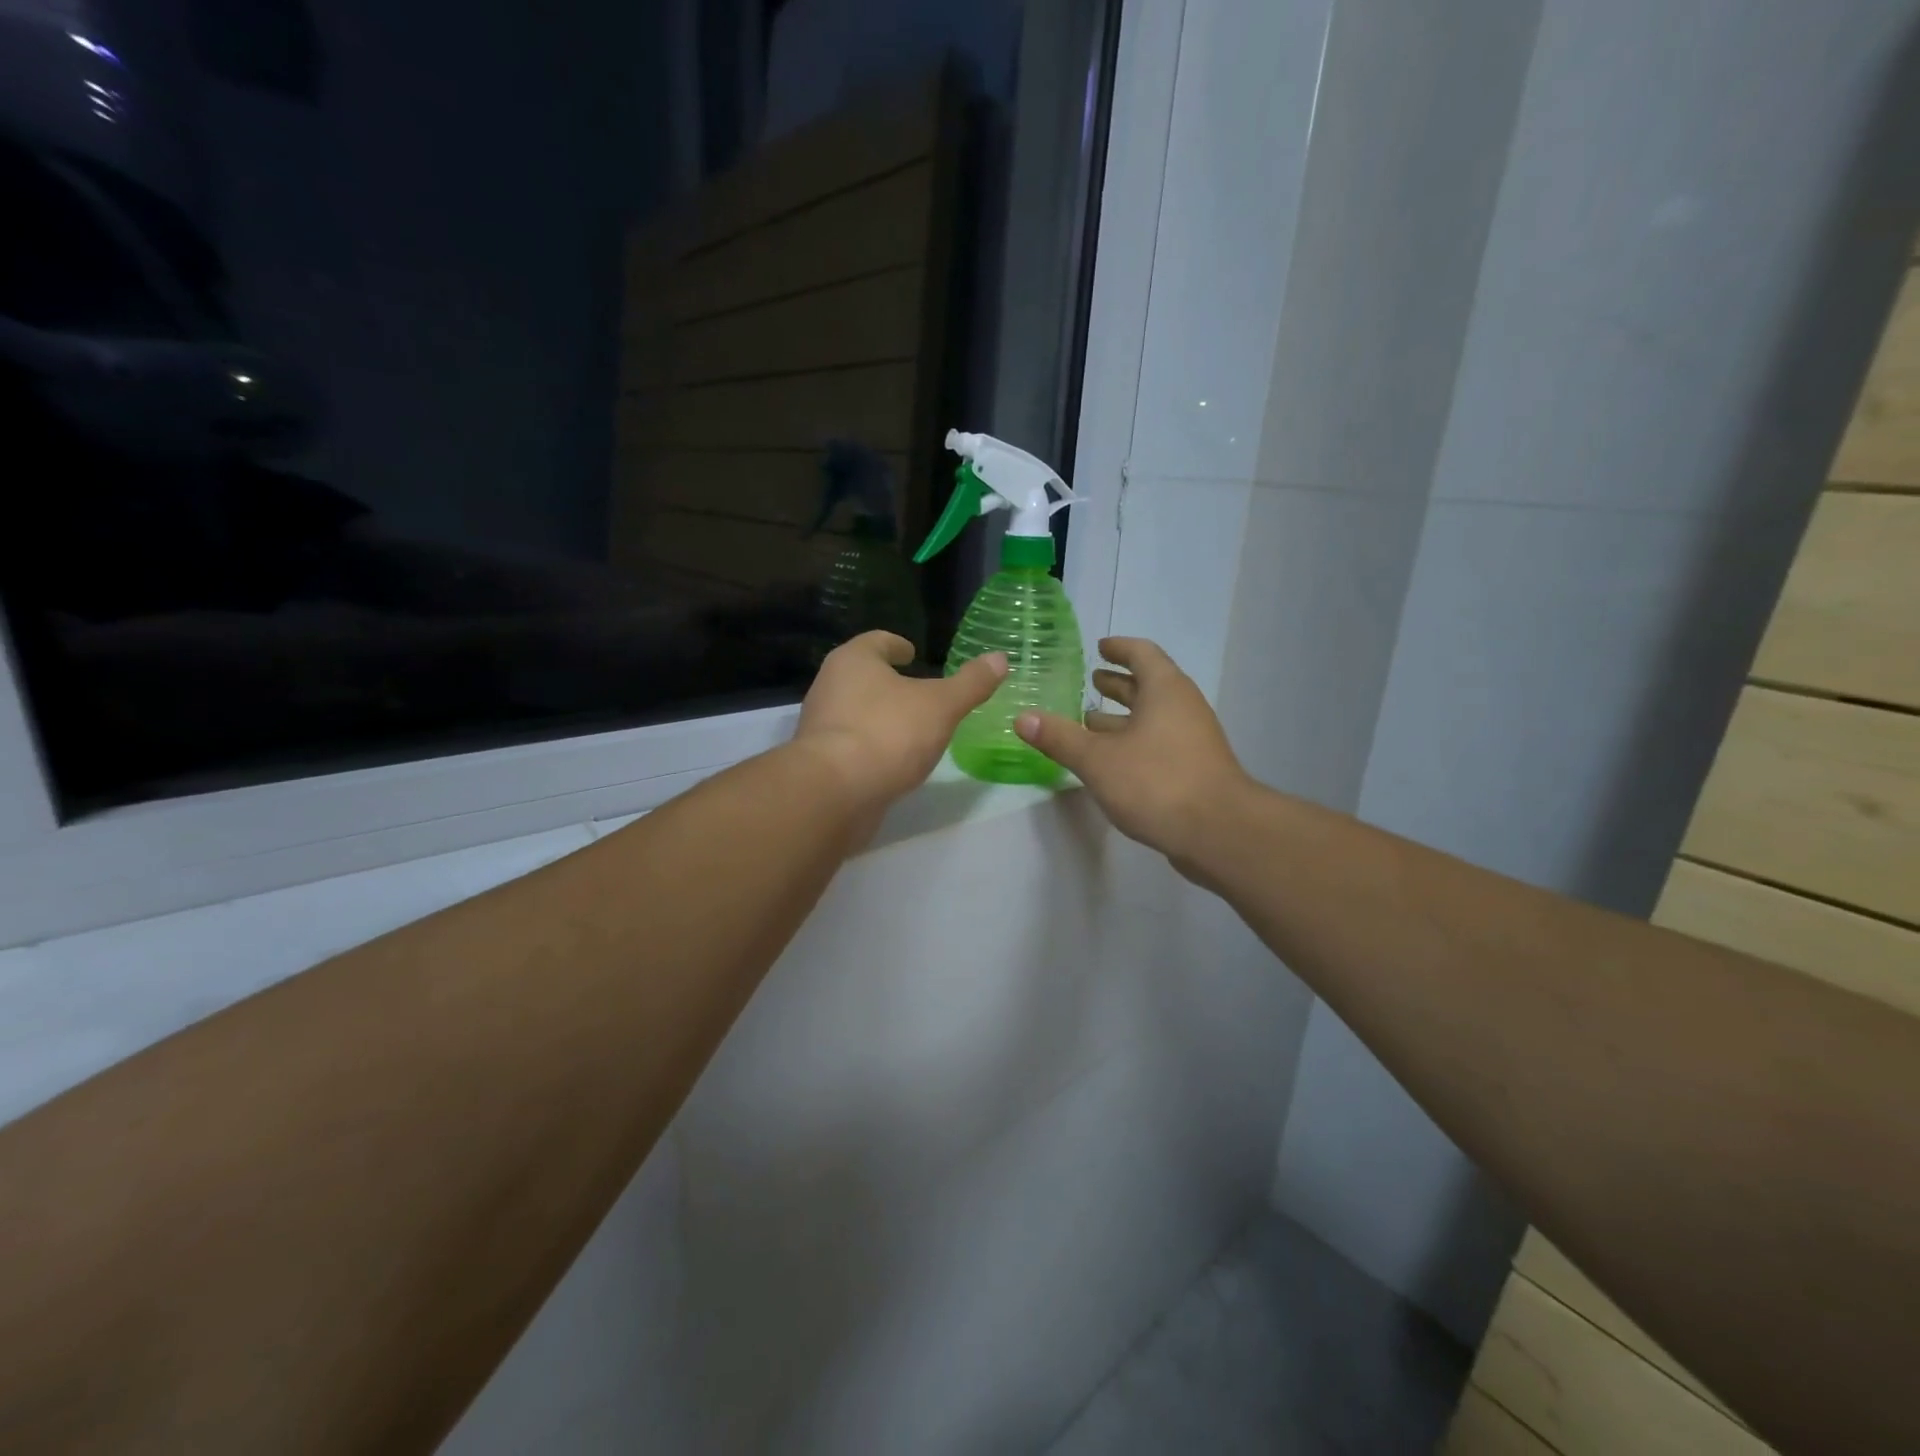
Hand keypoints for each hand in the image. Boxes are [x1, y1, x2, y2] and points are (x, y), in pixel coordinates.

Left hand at [797, 632, 1007, 805]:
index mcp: (853, 661)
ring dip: (880, 715)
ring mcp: (820, 725)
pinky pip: (851, 744)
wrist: (835, 793)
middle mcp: (829, 686)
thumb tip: (1000, 658)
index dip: (897, 645)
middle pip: (862, 675)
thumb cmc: (889, 733)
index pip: (877, 641)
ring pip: (855, 711)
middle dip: (888, 682)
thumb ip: (970, 683)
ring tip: (910, 727)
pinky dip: (871, 745)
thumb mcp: (941, 706)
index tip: (912, 653)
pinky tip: (892, 760)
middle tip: (918, 691)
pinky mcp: (819, 761)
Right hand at [1014, 637, 1247, 862]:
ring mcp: (1192, 739)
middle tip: (1090, 680)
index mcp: (1165, 690)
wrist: (1219, 832)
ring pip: (1153, 717)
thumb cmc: (1156, 782)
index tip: (1099, 647)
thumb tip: (1022, 718)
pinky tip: (1110, 761)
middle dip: (1118, 683)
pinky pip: (1158, 742)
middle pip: (1149, 685)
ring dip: (1122, 717)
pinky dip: (1133, 741)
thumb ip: (1060, 738)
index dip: (1119, 648)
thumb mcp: (1097, 759)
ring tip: (1089, 721)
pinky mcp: (1193, 769)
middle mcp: (1183, 707)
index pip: (1142, 654)